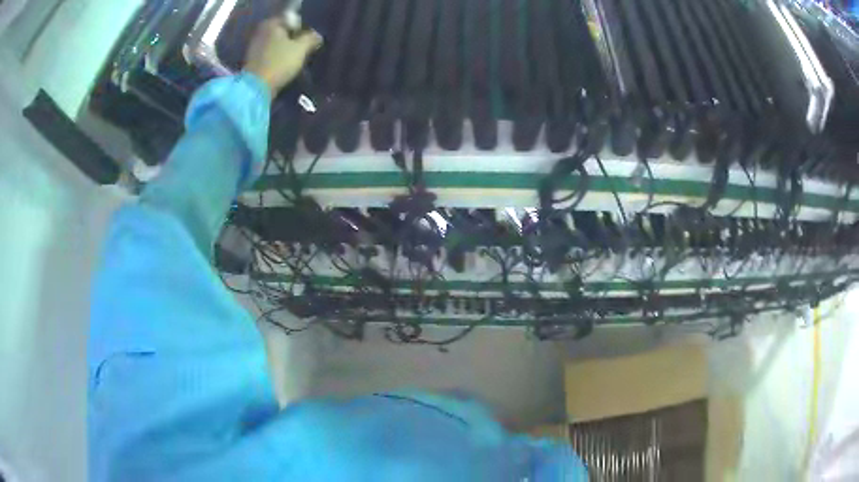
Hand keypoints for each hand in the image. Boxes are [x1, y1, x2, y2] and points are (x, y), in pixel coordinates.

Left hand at [243, 18, 322, 96]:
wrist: (256, 88)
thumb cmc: (279, 63)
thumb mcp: (301, 48)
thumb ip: (311, 38)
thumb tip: (317, 36)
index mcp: (272, 23)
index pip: (293, 20)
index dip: (304, 29)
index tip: (309, 41)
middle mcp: (261, 31)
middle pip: (284, 32)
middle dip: (294, 40)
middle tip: (304, 51)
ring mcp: (255, 46)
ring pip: (277, 44)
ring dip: (286, 50)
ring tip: (296, 61)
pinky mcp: (253, 61)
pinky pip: (271, 55)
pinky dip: (278, 59)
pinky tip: (284, 67)